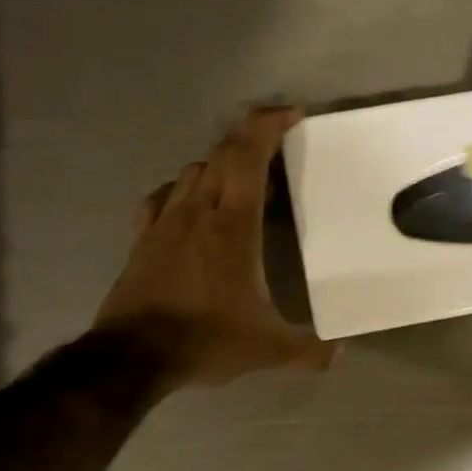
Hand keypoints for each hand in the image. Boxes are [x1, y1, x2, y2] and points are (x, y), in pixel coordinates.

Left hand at [95, 106, 335, 386]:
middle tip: (278, 148)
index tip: (292, 114)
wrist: (131, 356)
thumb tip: (339, 355)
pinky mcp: (143, 238)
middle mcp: (198, 212)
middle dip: (251, 138)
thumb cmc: (205, 339)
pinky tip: (194, 208)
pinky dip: (185, 190)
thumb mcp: (267, 349)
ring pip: (193, 171)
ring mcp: (166, 222)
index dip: (268, 125)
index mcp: (232, 225)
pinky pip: (165, 197)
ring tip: (244, 187)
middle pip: (221, 153)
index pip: (247, 156)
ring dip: (221, 167)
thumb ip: (308, 350)